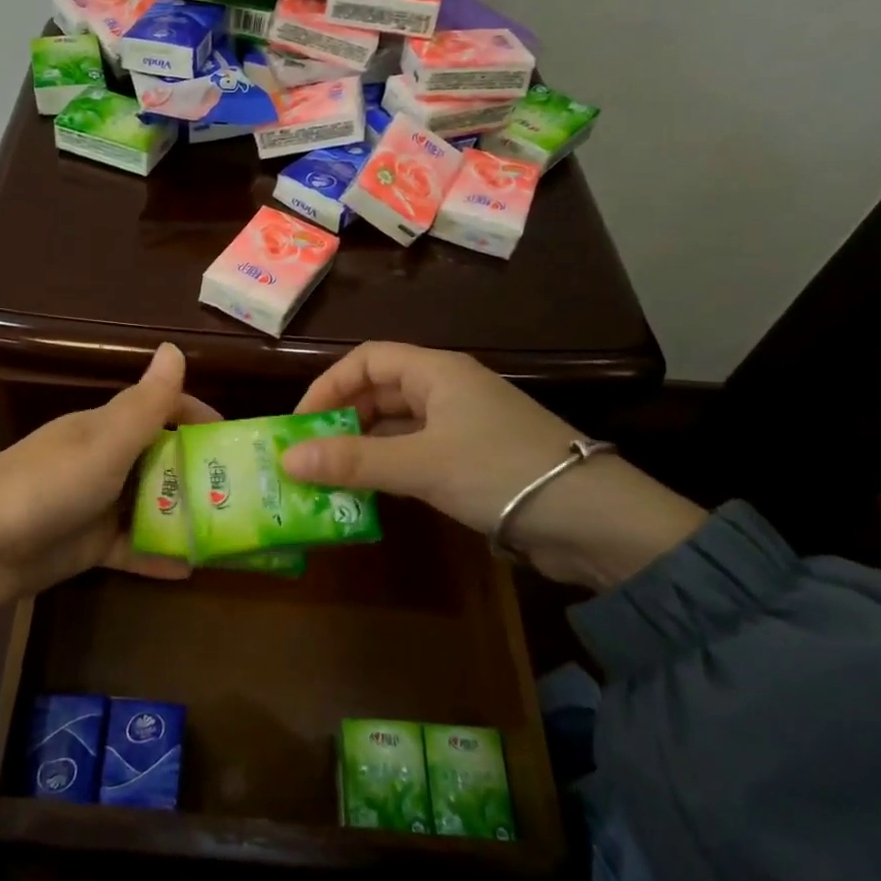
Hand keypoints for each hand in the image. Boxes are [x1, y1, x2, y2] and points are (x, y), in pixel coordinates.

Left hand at [0, 344, 216, 634]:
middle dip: (202, 472)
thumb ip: (144, 406)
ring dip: (185, 516)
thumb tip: (175, 347)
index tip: (240, 441)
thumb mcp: (102, 445)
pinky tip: (192, 570)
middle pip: (162, 459)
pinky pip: (132, 548)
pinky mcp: (86, 547)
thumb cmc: (42, 486)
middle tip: (250, 495)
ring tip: (232, 534)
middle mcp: (105, 461)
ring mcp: (95, 506)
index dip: (200, 419)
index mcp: (106, 428)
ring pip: (151, 505)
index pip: (162, 410)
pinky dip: (158, 556)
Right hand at [279, 342, 706, 589]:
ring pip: (397, 426)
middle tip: (308, 456)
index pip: (368, 360)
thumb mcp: (420, 465)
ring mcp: (462, 427)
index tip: (301, 424)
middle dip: (341, 419)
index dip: (329, 385)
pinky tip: (369, 494)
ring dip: (362, 448)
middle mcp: (448, 391)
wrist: (594, 520)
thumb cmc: (501, 472)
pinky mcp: (473, 462)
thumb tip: (287, 459)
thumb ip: (353, 461)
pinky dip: (388, 468)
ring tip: (328, 478)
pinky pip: (416, 454)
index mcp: (437, 372)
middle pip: (380, 391)